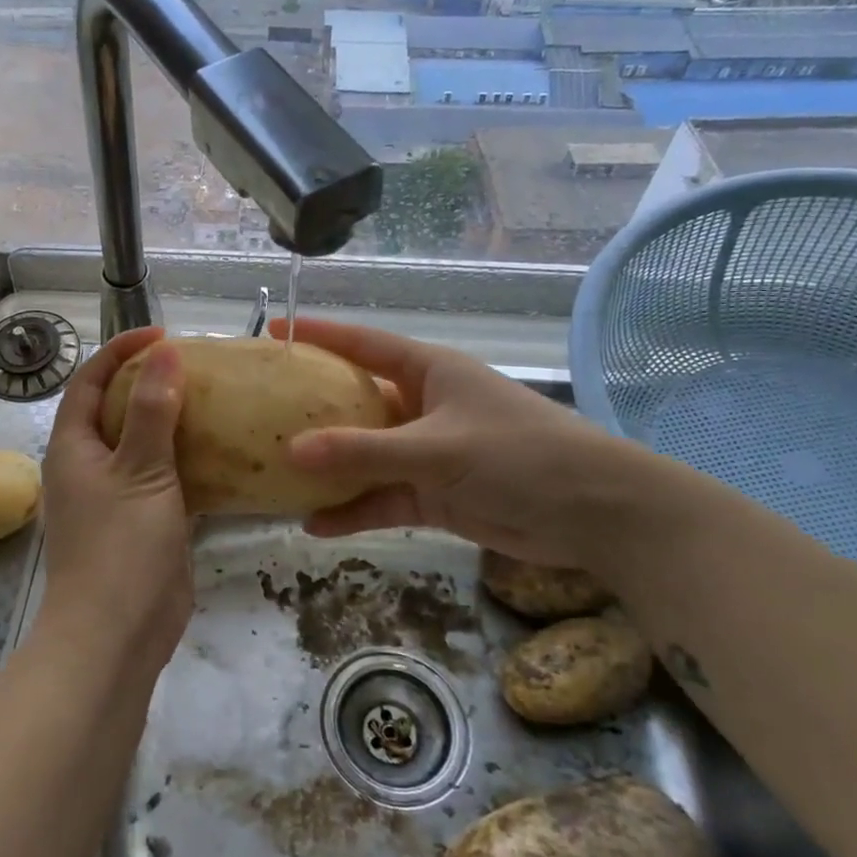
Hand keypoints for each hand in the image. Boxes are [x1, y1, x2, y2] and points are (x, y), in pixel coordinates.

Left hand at [35, 328, 193, 668]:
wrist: (116, 635)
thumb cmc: (120, 546)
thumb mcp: (140, 471)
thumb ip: (153, 411)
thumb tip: (163, 352)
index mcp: (73, 446)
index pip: (92, 380)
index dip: (122, 351)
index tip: (166, 335)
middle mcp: (89, 465)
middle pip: (117, 408)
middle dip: (152, 382)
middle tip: (199, 366)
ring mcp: (116, 497)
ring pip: (144, 445)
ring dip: (174, 422)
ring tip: (217, 401)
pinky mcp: (143, 523)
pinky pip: (165, 479)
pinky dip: (189, 462)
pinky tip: (224, 454)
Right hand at [274, 317, 639, 571]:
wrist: (594, 514)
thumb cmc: (520, 454)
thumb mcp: (437, 447)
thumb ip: (365, 451)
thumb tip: (292, 450)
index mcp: (428, 372)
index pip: (363, 344)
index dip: (318, 336)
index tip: (274, 331)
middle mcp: (422, 406)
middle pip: (356, 402)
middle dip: (313, 410)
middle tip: (262, 413)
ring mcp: (427, 453)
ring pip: (365, 456)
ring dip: (329, 470)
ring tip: (279, 478)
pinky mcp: (434, 495)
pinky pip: (382, 498)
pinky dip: (354, 511)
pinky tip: (316, 525)